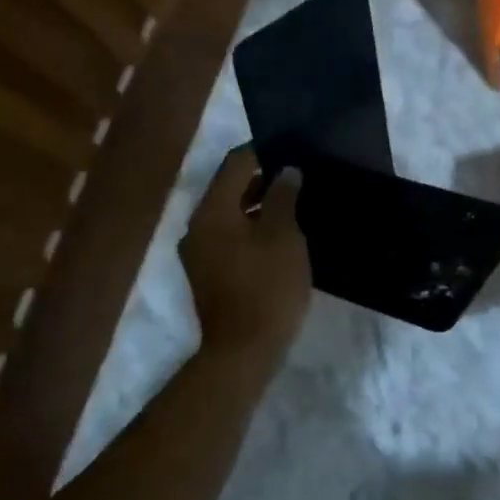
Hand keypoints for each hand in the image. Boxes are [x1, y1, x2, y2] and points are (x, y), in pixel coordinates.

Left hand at [180, 146, 310, 363]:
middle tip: (300, 175)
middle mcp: (198, 227)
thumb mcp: (284, 236)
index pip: (235, 165)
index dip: (264, 151)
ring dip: (260, 204)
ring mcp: (201, 252)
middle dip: (264, 178)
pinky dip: (253, 227)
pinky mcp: (210, 273)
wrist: (244, 351)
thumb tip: (286, 171)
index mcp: (212, 212)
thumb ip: (284, 197)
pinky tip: (282, 234)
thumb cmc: (267, 287)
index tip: (293, 148)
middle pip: (230, 188)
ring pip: (231, 213)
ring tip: (296, 202)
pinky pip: (231, 236)